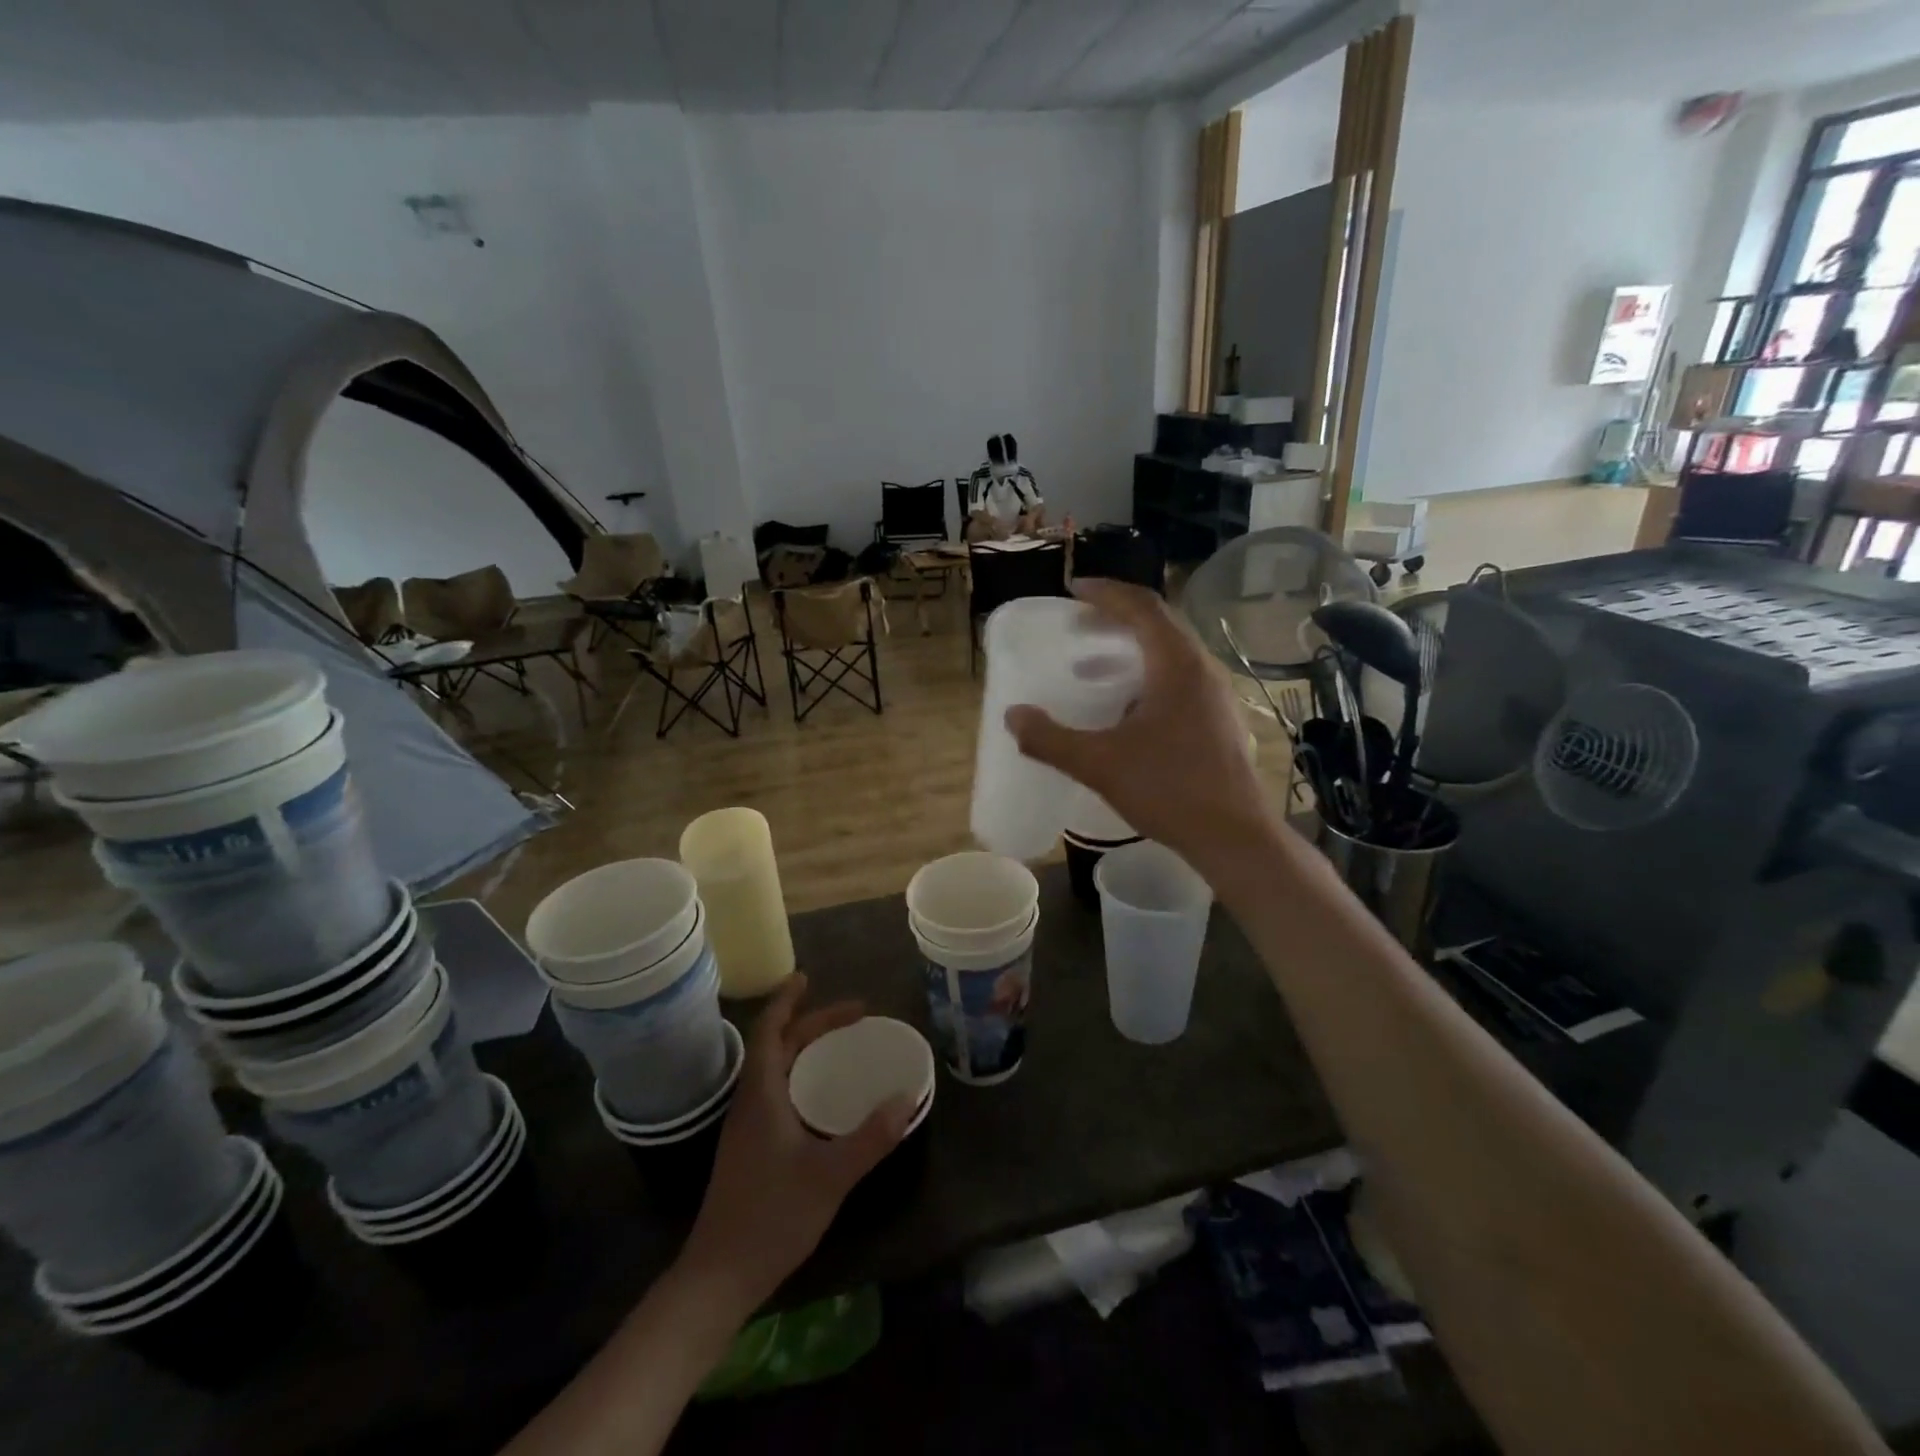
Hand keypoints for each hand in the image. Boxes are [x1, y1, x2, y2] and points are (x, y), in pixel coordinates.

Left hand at [679, 975, 913, 1314]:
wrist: (718, 1277)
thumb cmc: (771, 1217)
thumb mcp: (830, 1175)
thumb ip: (870, 1137)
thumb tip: (907, 1098)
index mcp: (762, 1095)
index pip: (771, 1031)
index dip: (787, 1000)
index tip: (808, 977)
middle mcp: (750, 1102)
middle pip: (778, 1046)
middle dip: (812, 1023)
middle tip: (853, 1016)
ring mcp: (746, 1127)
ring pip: (775, 1070)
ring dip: (804, 1048)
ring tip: (839, 1044)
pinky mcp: (749, 1149)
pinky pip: (776, 1092)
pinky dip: (800, 1075)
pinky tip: (822, 1097)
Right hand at [1005, 579, 1273, 877]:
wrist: (1234, 836)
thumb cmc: (1169, 790)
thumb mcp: (1099, 764)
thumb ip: (1050, 739)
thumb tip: (1012, 716)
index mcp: (1177, 665)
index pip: (1142, 606)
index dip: (1106, 592)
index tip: (1073, 589)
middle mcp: (1203, 669)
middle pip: (1159, 624)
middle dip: (1116, 618)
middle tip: (1079, 624)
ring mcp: (1216, 695)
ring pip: (1171, 653)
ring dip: (1132, 648)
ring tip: (1095, 666)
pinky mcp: (1219, 720)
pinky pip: (1179, 679)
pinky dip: (1147, 675)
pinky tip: (1126, 709)